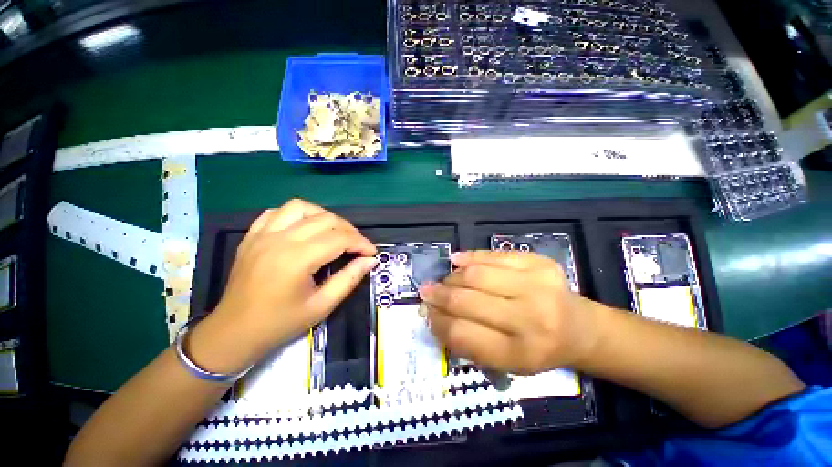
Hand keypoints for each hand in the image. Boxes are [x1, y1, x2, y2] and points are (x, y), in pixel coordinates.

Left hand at [198, 200, 375, 367]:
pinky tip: (305, 227)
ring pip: (302, 207)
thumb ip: (349, 279)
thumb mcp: (322, 306)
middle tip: (357, 245)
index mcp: (297, 259)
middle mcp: (280, 239)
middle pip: (325, 219)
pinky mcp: (253, 235)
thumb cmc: (280, 323)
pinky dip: (297, 214)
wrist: (234, 332)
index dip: (361, 243)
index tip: (371, 252)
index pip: (339, 238)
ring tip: (334, 232)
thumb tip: (370, 261)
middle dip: (349, 230)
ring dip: (324, 216)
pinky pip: (277, 211)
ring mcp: (263, 234)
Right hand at [420, 250, 598, 374]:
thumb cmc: (538, 349)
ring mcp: (537, 285)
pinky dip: (470, 257)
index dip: (437, 322)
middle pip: (466, 301)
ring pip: (477, 275)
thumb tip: (433, 316)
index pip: (462, 334)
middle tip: (426, 291)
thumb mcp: (504, 362)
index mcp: (519, 353)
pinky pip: (494, 256)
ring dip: (452, 277)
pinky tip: (457, 260)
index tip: (425, 313)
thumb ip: (467, 342)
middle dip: (439, 295)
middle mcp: (530, 318)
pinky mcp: (540, 263)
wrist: (579, 328)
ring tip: (444, 280)